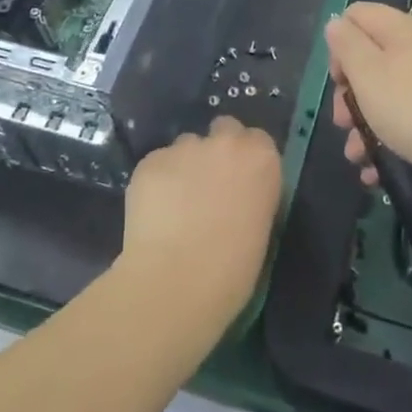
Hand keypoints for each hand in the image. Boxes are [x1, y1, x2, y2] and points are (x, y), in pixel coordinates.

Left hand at [117, 116, 281, 335]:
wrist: (176, 282)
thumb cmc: (232, 270)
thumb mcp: (260, 227)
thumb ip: (251, 195)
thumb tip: (236, 194)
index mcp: (261, 160)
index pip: (257, 140)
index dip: (246, 159)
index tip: (240, 182)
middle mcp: (225, 143)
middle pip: (223, 129)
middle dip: (217, 150)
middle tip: (208, 185)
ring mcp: (184, 148)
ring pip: (186, 146)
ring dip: (185, 165)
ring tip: (175, 203)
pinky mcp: (150, 161)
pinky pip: (158, 164)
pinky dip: (158, 181)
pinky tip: (154, 211)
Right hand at [326, 2, 411, 189]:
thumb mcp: (367, 72)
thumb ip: (347, 45)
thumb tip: (336, 25)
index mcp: (401, 29)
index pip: (358, 15)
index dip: (339, 43)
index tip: (339, 79)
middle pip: (370, 59)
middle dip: (349, 94)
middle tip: (343, 122)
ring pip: (386, 95)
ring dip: (364, 125)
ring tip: (357, 155)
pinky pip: (407, 120)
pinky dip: (388, 141)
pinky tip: (375, 169)